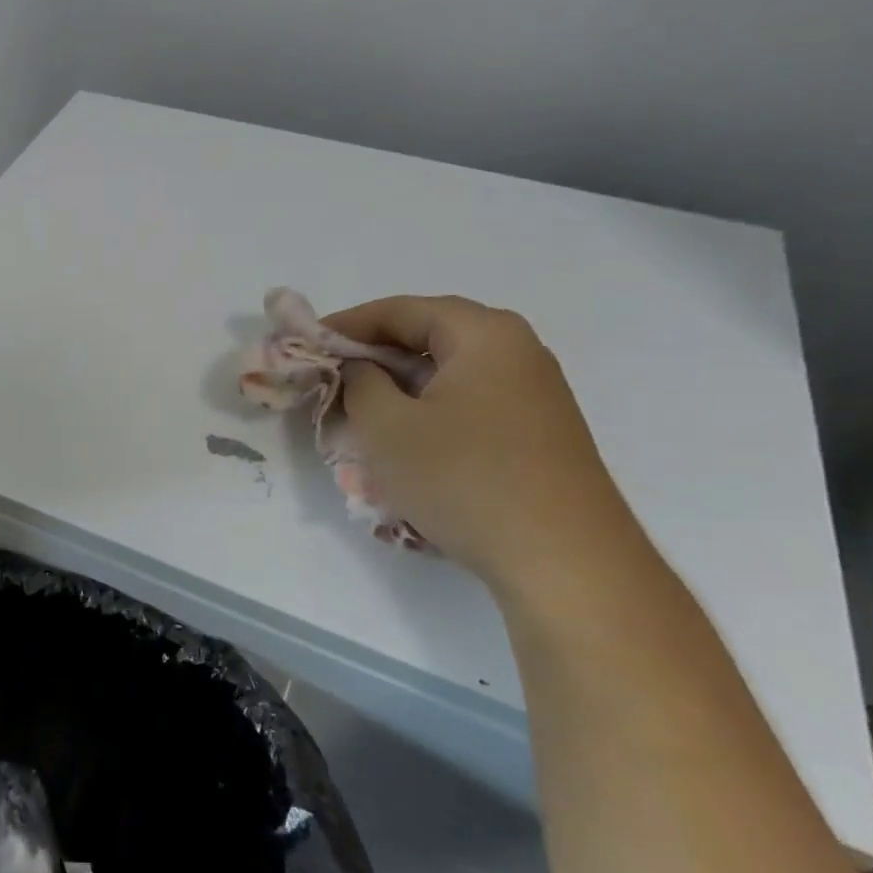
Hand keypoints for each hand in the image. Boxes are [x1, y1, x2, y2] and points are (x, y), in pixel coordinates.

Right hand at [322, 296, 637, 592]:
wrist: (564, 562)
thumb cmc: (464, 478)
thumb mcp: (387, 427)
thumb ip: (360, 382)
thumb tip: (361, 368)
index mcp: (484, 334)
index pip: (400, 310)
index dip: (346, 324)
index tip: (307, 345)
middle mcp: (517, 350)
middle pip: (429, 336)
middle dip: (374, 355)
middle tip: (331, 378)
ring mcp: (535, 393)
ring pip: (449, 373)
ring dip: (400, 386)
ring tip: (361, 412)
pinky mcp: (539, 432)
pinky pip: (470, 403)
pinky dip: (430, 411)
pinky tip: (408, 443)